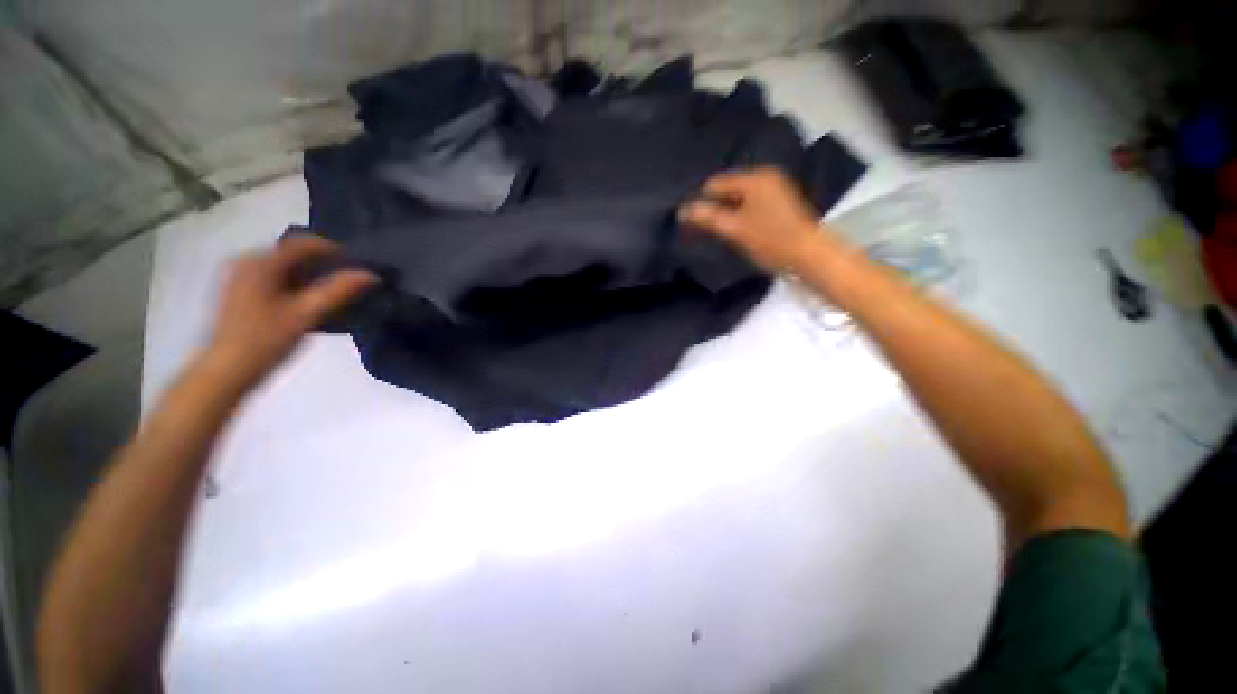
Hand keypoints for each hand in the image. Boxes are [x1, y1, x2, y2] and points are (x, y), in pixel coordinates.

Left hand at [204, 235, 377, 389]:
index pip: (303, 243)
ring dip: (310, 276)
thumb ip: (339, 291)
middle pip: (293, 253)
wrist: (226, 371)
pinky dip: (295, 284)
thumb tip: (371, 274)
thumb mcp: (306, 315)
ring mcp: (239, 276)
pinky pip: (274, 277)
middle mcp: (246, 261)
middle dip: (323, 265)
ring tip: (333, 294)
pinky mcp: (239, 291)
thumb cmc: (265, 341)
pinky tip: (307, 302)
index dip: (334, 251)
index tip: (358, 266)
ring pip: (285, 267)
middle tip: (348, 283)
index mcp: (260, 262)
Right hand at [679, 167, 824, 273]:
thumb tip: (682, 210)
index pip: (716, 183)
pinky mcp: (780, 203)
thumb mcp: (734, 229)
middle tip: (703, 228)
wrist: (808, 255)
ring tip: (719, 230)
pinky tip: (737, 229)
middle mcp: (765, 177)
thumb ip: (708, 217)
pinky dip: (740, 214)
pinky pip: (751, 204)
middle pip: (728, 188)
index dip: (701, 201)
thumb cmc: (770, 240)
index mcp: (754, 178)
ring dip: (727, 212)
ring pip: (739, 197)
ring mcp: (775, 189)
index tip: (690, 221)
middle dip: (715, 206)